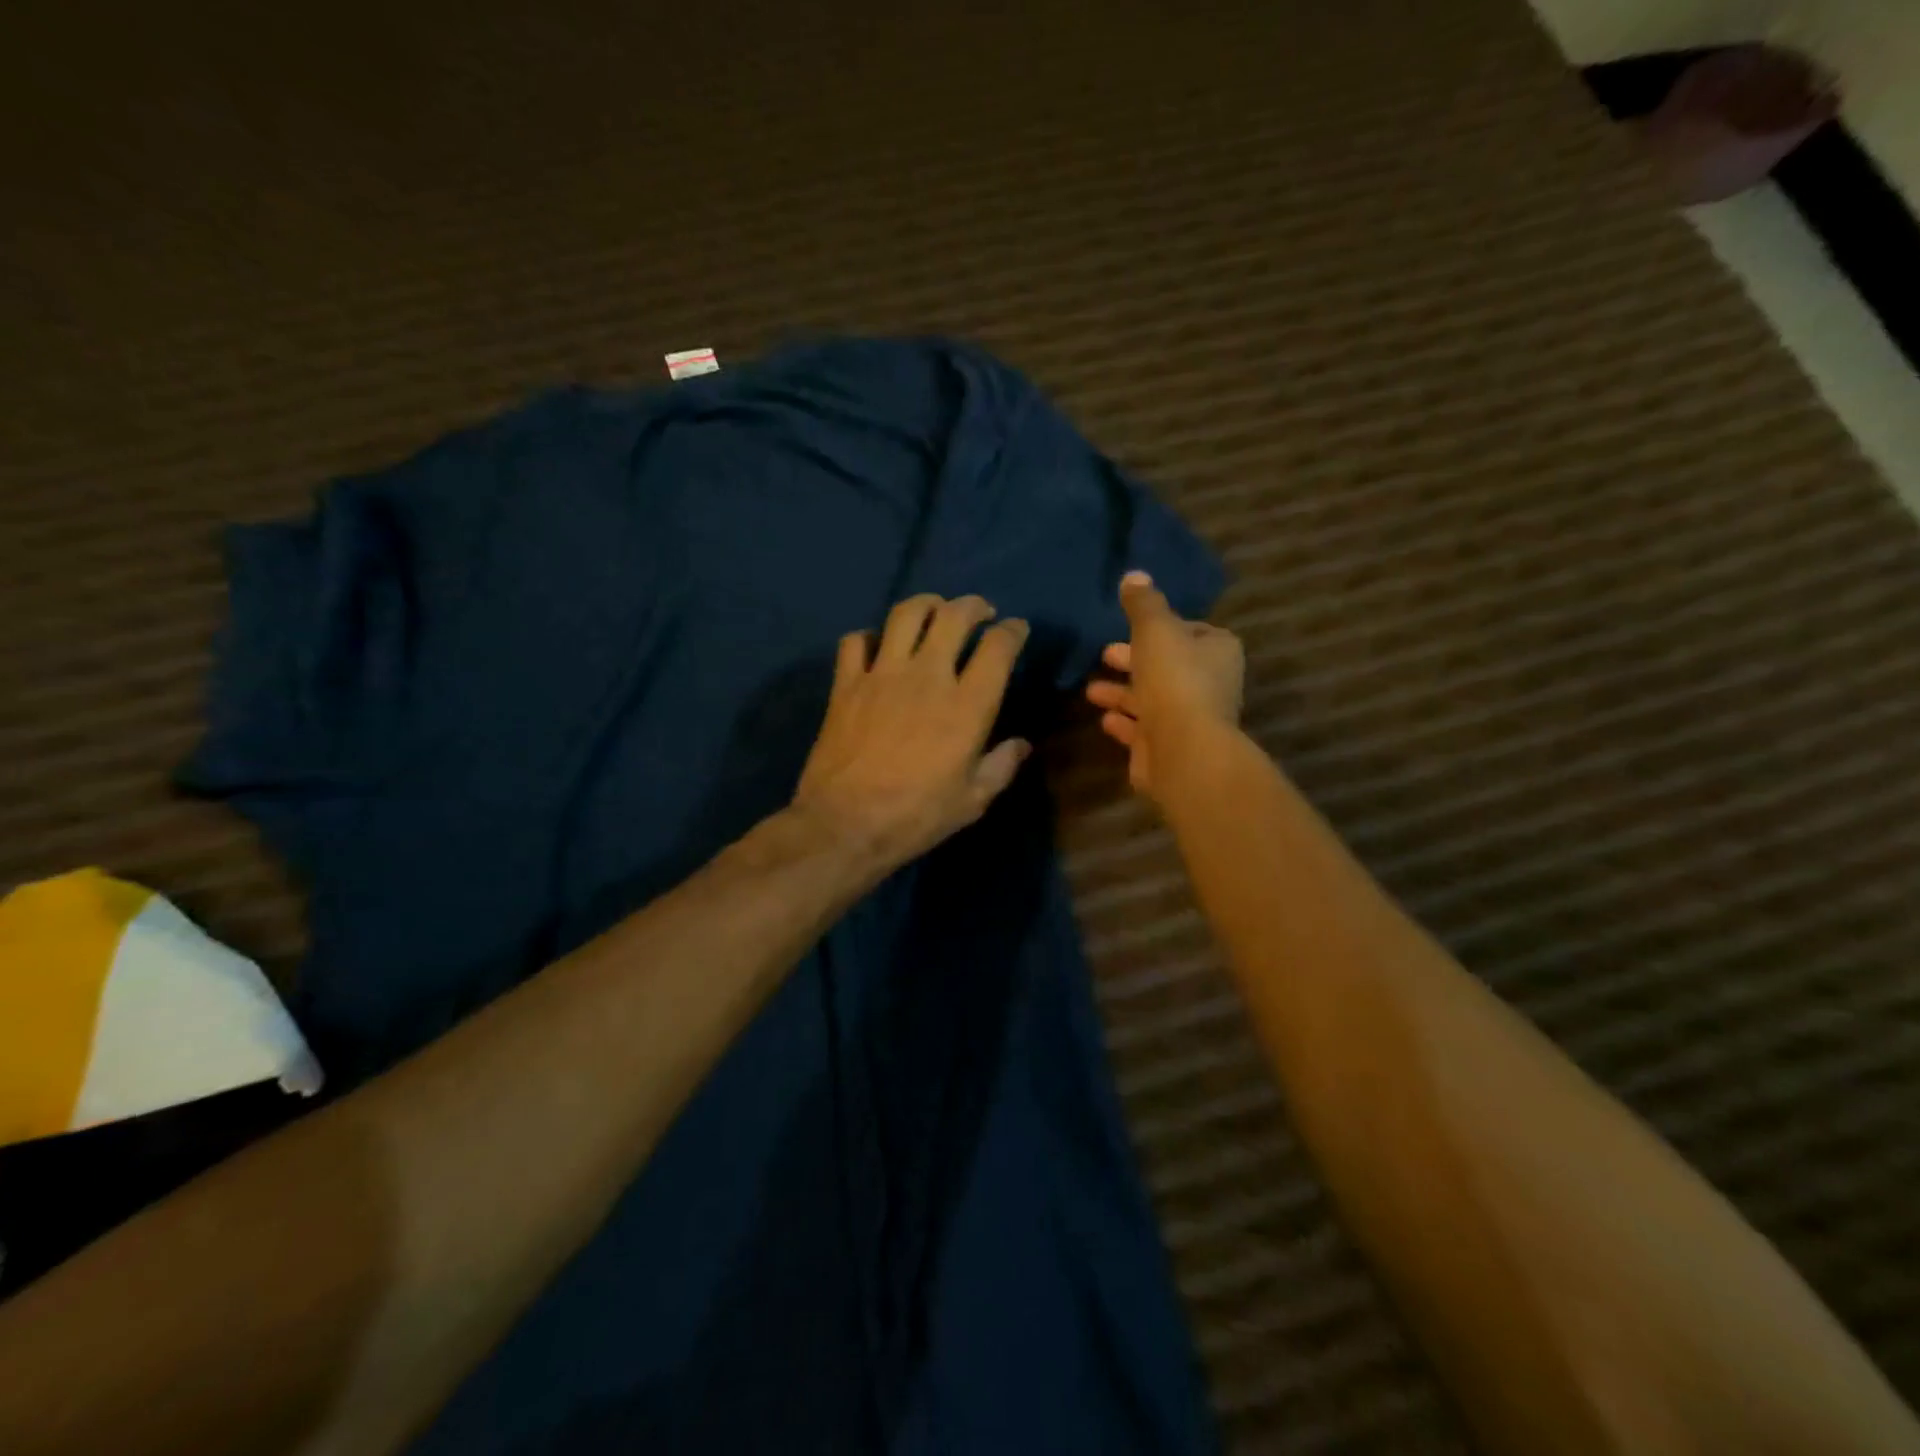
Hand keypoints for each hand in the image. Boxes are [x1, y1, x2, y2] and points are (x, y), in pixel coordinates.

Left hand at [793, 594, 1031, 875]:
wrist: (845, 824)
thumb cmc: (916, 816)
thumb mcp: (972, 801)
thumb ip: (1001, 766)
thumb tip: (1021, 744)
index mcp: (967, 705)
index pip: (998, 647)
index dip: (1012, 631)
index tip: (1016, 630)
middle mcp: (928, 677)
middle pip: (954, 616)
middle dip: (973, 606)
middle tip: (980, 612)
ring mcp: (883, 675)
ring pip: (906, 614)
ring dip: (926, 605)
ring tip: (934, 611)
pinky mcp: (846, 684)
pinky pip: (856, 640)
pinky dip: (871, 636)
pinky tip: (878, 647)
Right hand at [1085, 571, 1243, 800]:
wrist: (1183, 749)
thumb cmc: (1174, 679)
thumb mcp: (1155, 629)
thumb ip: (1143, 603)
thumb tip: (1134, 575)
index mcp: (1217, 650)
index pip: (1191, 631)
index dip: (1162, 627)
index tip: (1133, 626)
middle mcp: (1209, 684)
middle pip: (1167, 665)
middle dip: (1134, 660)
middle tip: (1105, 654)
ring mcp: (1190, 719)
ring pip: (1152, 699)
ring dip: (1122, 693)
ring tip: (1091, 690)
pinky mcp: (1169, 748)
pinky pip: (1143, 730)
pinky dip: (1124, 722)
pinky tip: (1104, 719)